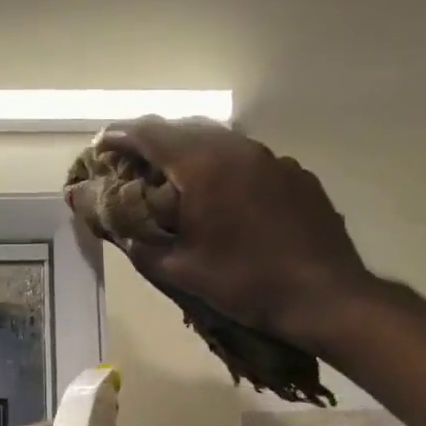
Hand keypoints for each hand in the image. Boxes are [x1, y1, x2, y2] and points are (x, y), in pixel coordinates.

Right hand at [84, 118, 377, 349]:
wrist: (324, 295)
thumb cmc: (244, 282)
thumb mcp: (180, 270)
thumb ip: (139, 243)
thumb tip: (113, 227)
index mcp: (203, 166)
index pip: (150, 134)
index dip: (120, 136)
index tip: (101, 145)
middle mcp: (237, 149)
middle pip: (184, 129)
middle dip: (153, 142)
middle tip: (133, 163)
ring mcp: (272, 158)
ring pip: (220, 141)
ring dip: (190, 153)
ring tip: (175, 178)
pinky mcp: (295, 174)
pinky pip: (249, 160)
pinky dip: (225, 168)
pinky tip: (225, 197)